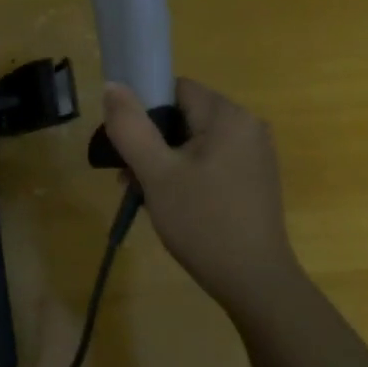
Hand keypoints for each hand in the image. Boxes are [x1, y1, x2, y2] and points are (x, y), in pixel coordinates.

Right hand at [102, 79, 302, 312]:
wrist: (254, 280)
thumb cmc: (202, 222)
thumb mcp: (157, 174)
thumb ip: (131, 127)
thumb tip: (112, 85)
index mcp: (228, 115)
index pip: (176, 89)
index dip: (144, 110)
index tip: (125, 144)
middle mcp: (248, 125)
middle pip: (185, 116)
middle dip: (151, 142)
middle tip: (129, 179)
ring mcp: (255, 153)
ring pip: (196, 142)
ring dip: (165, 162)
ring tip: (144, 195)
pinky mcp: (255, 178)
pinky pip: (212, 161)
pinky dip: (187, 174)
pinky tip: (172, 204)